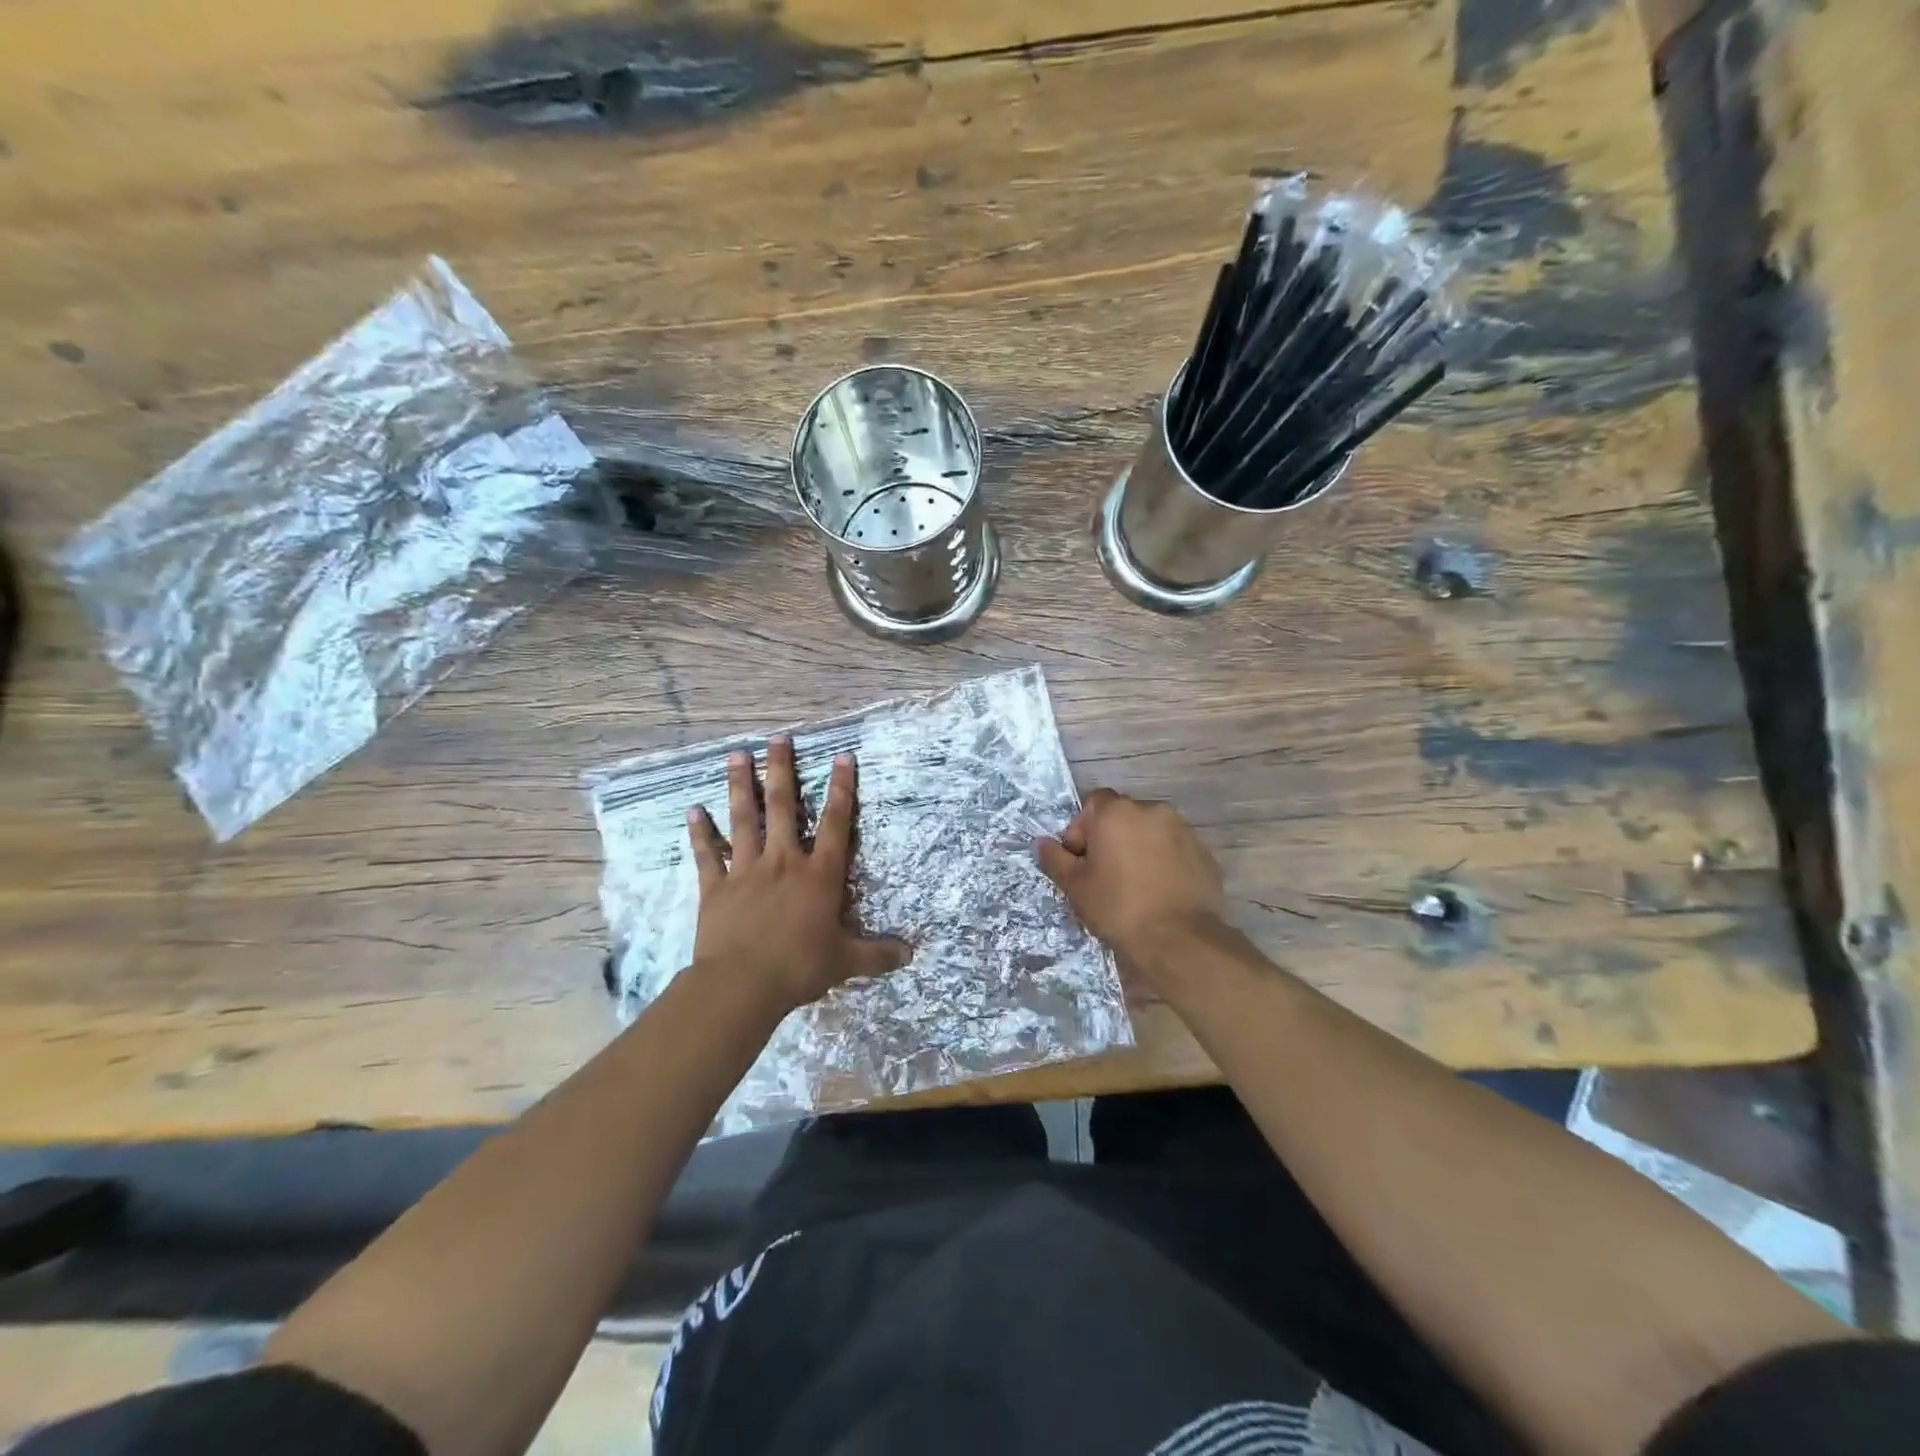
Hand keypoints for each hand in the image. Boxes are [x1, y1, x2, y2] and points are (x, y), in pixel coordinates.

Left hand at [687, 736, 909, 1013]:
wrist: (742, 985)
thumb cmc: (799, 967)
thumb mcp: (845, 961)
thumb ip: (877, 954)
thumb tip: (911, 954)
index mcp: (818, 875)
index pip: (836, 823)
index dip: (842, 789)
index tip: (842, 756)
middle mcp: (783, 861)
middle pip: (784, 807)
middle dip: (782, 770)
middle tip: (778, 738)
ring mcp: (746, 871)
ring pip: (743, 819)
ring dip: (741, 786)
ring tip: (736, 755)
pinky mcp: (716, 887)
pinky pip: (706, 854)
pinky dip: (699, 833)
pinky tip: (693, 810)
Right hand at [1036, 788, 1226, 975]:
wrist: (1179, 940)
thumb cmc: (1118, 907)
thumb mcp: (1075, 886)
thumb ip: (1055, 858)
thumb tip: (1043, 842)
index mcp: (1117, 812)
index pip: (1093, 802)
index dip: (1082, 828)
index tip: (1081, 859)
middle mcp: (1152, 810)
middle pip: (1123, 815)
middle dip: (1111, 837)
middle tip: (1104, 873)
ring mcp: (1183, 830)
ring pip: (1151, 831)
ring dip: (1139, 848)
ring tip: (1134, 884)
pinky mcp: (1204, 853)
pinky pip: (1174, 849)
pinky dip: (1164, 862)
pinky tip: (1159, 892)